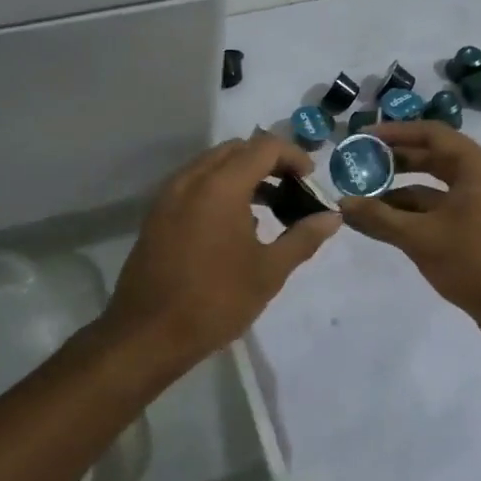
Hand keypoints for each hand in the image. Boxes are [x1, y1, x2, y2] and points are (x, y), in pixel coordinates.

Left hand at [102, 134, 340, 373]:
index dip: (293, 157)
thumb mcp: (268, 272)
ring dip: (242, 175)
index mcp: (220, 186)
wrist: (148, 334)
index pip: (264, 147)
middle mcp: (191, 179)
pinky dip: (218, 189)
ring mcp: (168, 195)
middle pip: (236, 150)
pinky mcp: (157, 214)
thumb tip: (332, 217)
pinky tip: (234, 226)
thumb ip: (303, 238)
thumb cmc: (215, 301)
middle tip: (292, 192)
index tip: (310, 182)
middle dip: (268, 163)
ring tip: (268, 210)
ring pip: (212, 165)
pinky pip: (193, 184)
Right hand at [337, 123, 480, 347]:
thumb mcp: (421, 238)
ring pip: (432, 188)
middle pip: (431, 158)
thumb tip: (342, 203)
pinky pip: (438, 211)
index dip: (394, 132)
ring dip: (398, 192)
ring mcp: (479, 205)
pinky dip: (411, 215)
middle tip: (357, 165)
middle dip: (393, 162)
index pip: (430, 134)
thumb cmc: (476, 262)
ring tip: (360, 198)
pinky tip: (380, 224)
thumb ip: (379, 217)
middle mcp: (480, 178)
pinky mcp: (476, 229)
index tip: (362, 138)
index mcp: (475, 167)